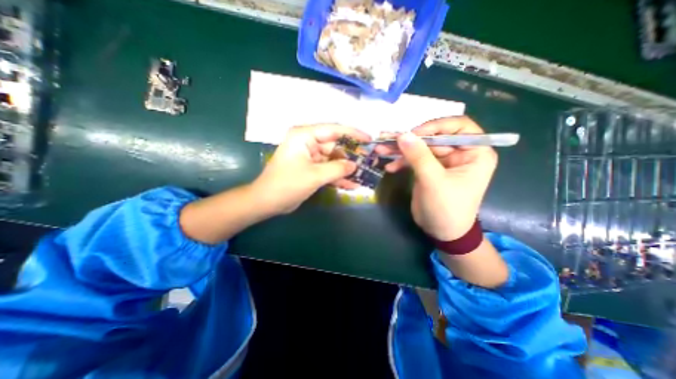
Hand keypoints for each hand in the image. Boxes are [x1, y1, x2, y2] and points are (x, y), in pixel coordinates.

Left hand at [252, 123, 367, 214]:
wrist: (268, 202)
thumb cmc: (287, 184)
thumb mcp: (315, 175)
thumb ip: (337, 168)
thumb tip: (354, 165)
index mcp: (305, 136)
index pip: (334, 130)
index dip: (353, 134)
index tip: (369, 140)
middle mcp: (308, 143)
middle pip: (335, 146)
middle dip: (351, 156)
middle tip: (369, 162)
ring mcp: (310, 157)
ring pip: (333, 160)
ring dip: (346, 169)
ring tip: (364, 175)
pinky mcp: (311, 169)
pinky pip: (328, 170)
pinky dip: (338, 177)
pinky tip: (351, 185)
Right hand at [375, 115, 495, 239]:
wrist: (441, 231)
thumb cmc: (447, 208)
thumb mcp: (434, 181)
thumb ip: (419, 157)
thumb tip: (403, 134)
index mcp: (475, 153)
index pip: (459, 127)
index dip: (437, 126)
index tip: (415, 133)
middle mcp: (460, 153)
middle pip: (434, 137)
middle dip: (411, 139)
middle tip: (389, 140)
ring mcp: (442, 161)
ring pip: (421, 147)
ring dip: (401, 150)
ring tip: (381, 149)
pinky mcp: (429, 169)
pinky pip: (414, 159)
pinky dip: (401, 162)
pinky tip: (390, 167)